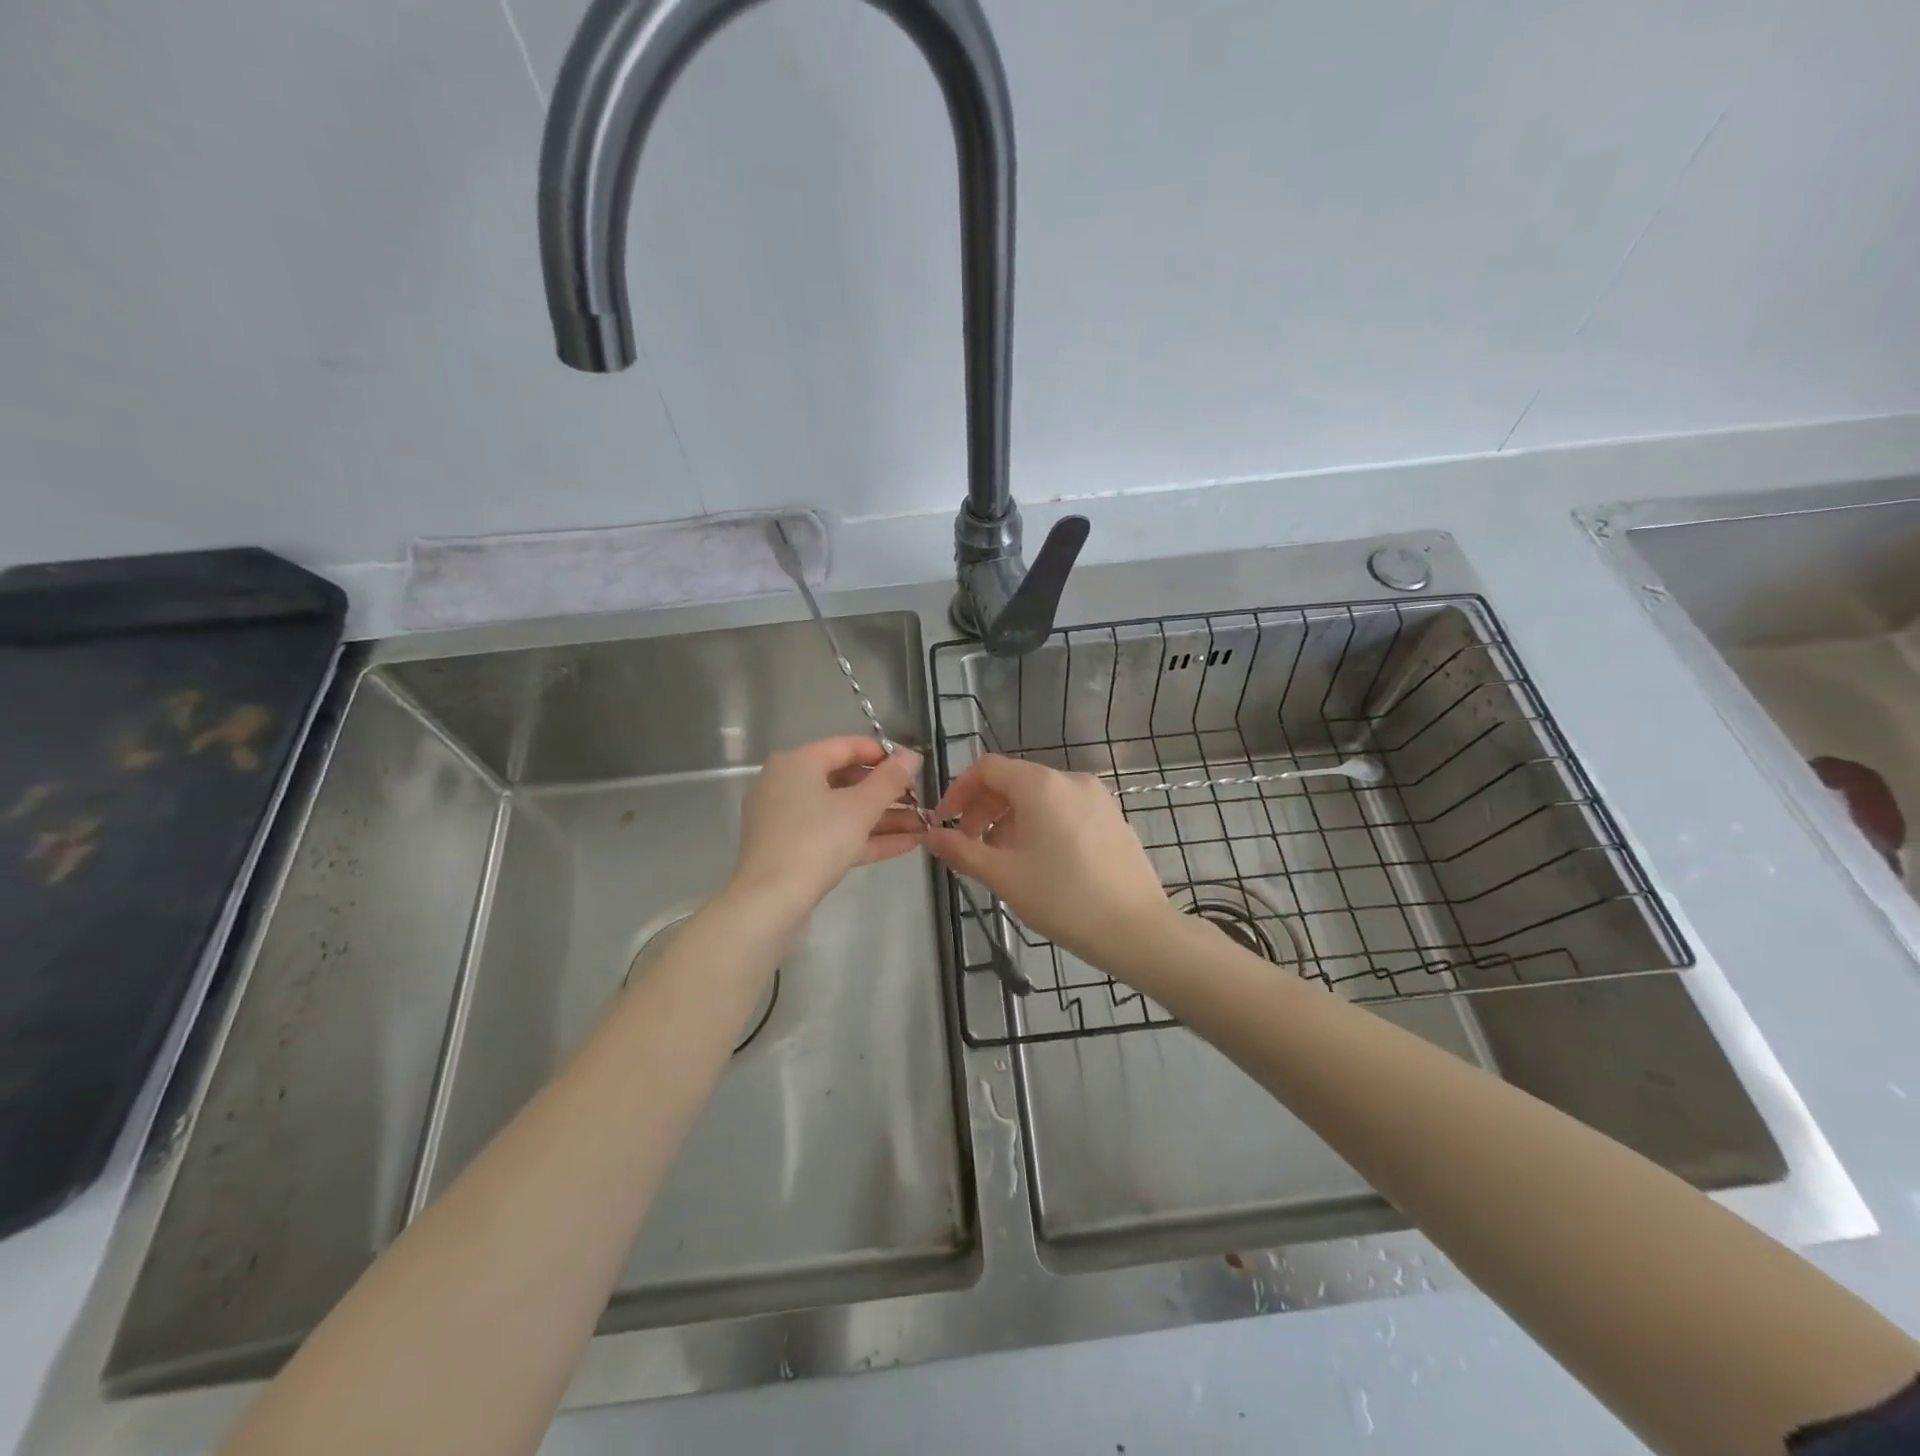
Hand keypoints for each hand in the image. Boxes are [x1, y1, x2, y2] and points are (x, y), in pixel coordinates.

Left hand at [730, 737, 924, 918]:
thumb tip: (912, 755)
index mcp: (797, 764)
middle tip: (921, 799)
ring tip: (924, 825)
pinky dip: (867, 838)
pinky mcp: (793, 851)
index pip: (846, 746)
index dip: (884, 754)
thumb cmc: (815, 841)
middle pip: (846, 780)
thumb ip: (890, 779)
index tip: (915, 766)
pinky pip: (835, 835)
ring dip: (884, 818)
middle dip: (888, 792)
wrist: (769, 904)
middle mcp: (788, 786)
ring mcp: (788, 821)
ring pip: (843, 812)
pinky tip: (908, 844)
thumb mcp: (860, 807)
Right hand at [925, 754, 1176, 969]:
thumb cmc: (1063, 899)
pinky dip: (1040, 825)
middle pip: (1013, 780)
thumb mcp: (1003, 876)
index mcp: (1041, 785)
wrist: (1137, 929)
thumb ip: (961, 851)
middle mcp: (1070, 779)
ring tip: (1002, 860)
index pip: (987, 768)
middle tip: (969, 847)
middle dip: (983, 809)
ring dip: (1010, 820)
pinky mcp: (1112, 818)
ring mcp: (1096, 797)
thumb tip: (930, 836)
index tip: (944, 824)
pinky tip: (1040, 863)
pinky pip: (1064, 809)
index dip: (958, 791)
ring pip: (1039, 797)